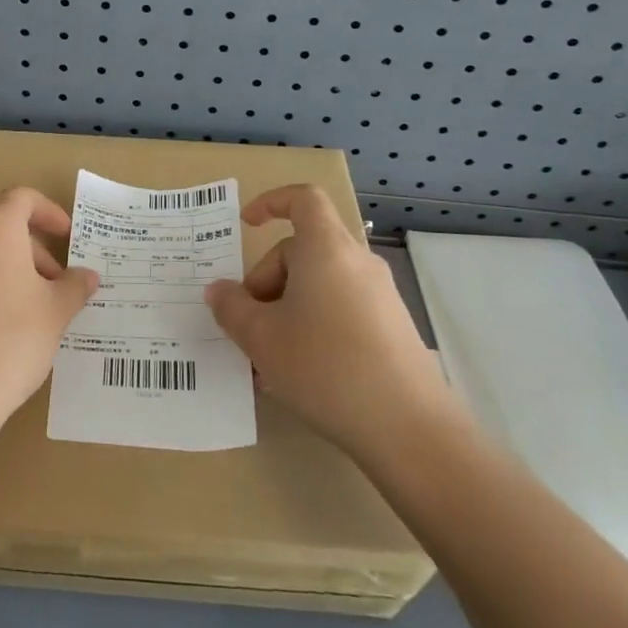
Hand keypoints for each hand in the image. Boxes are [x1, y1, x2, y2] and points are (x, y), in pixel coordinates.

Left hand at [0, 187, 98, 446]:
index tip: (67, 236)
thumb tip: (87, 275)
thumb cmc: (9, 340)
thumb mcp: (55, 313)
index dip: (49, 213)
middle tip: (55, 284)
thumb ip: (74, 287)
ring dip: (6, 269)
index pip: (23, 199)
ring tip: (29, 307)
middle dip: (31, 249)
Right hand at [204, 184, 456, 460]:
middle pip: (302, 251)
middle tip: (247, 327)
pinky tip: (298, 375)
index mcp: (325, 249)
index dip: (271, 202)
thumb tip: (219, 291)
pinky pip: (339, 311)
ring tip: (267, 362)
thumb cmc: (324, 366)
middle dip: (266, 282)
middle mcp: (356, 263)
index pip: (303, 199)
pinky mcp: (391, 329)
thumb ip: (231, 308)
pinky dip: (312, 329)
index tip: (246, 225)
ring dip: (285, 313)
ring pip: (318, 287)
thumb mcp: (260, 338)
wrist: (408, 428)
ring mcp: (379, 297)